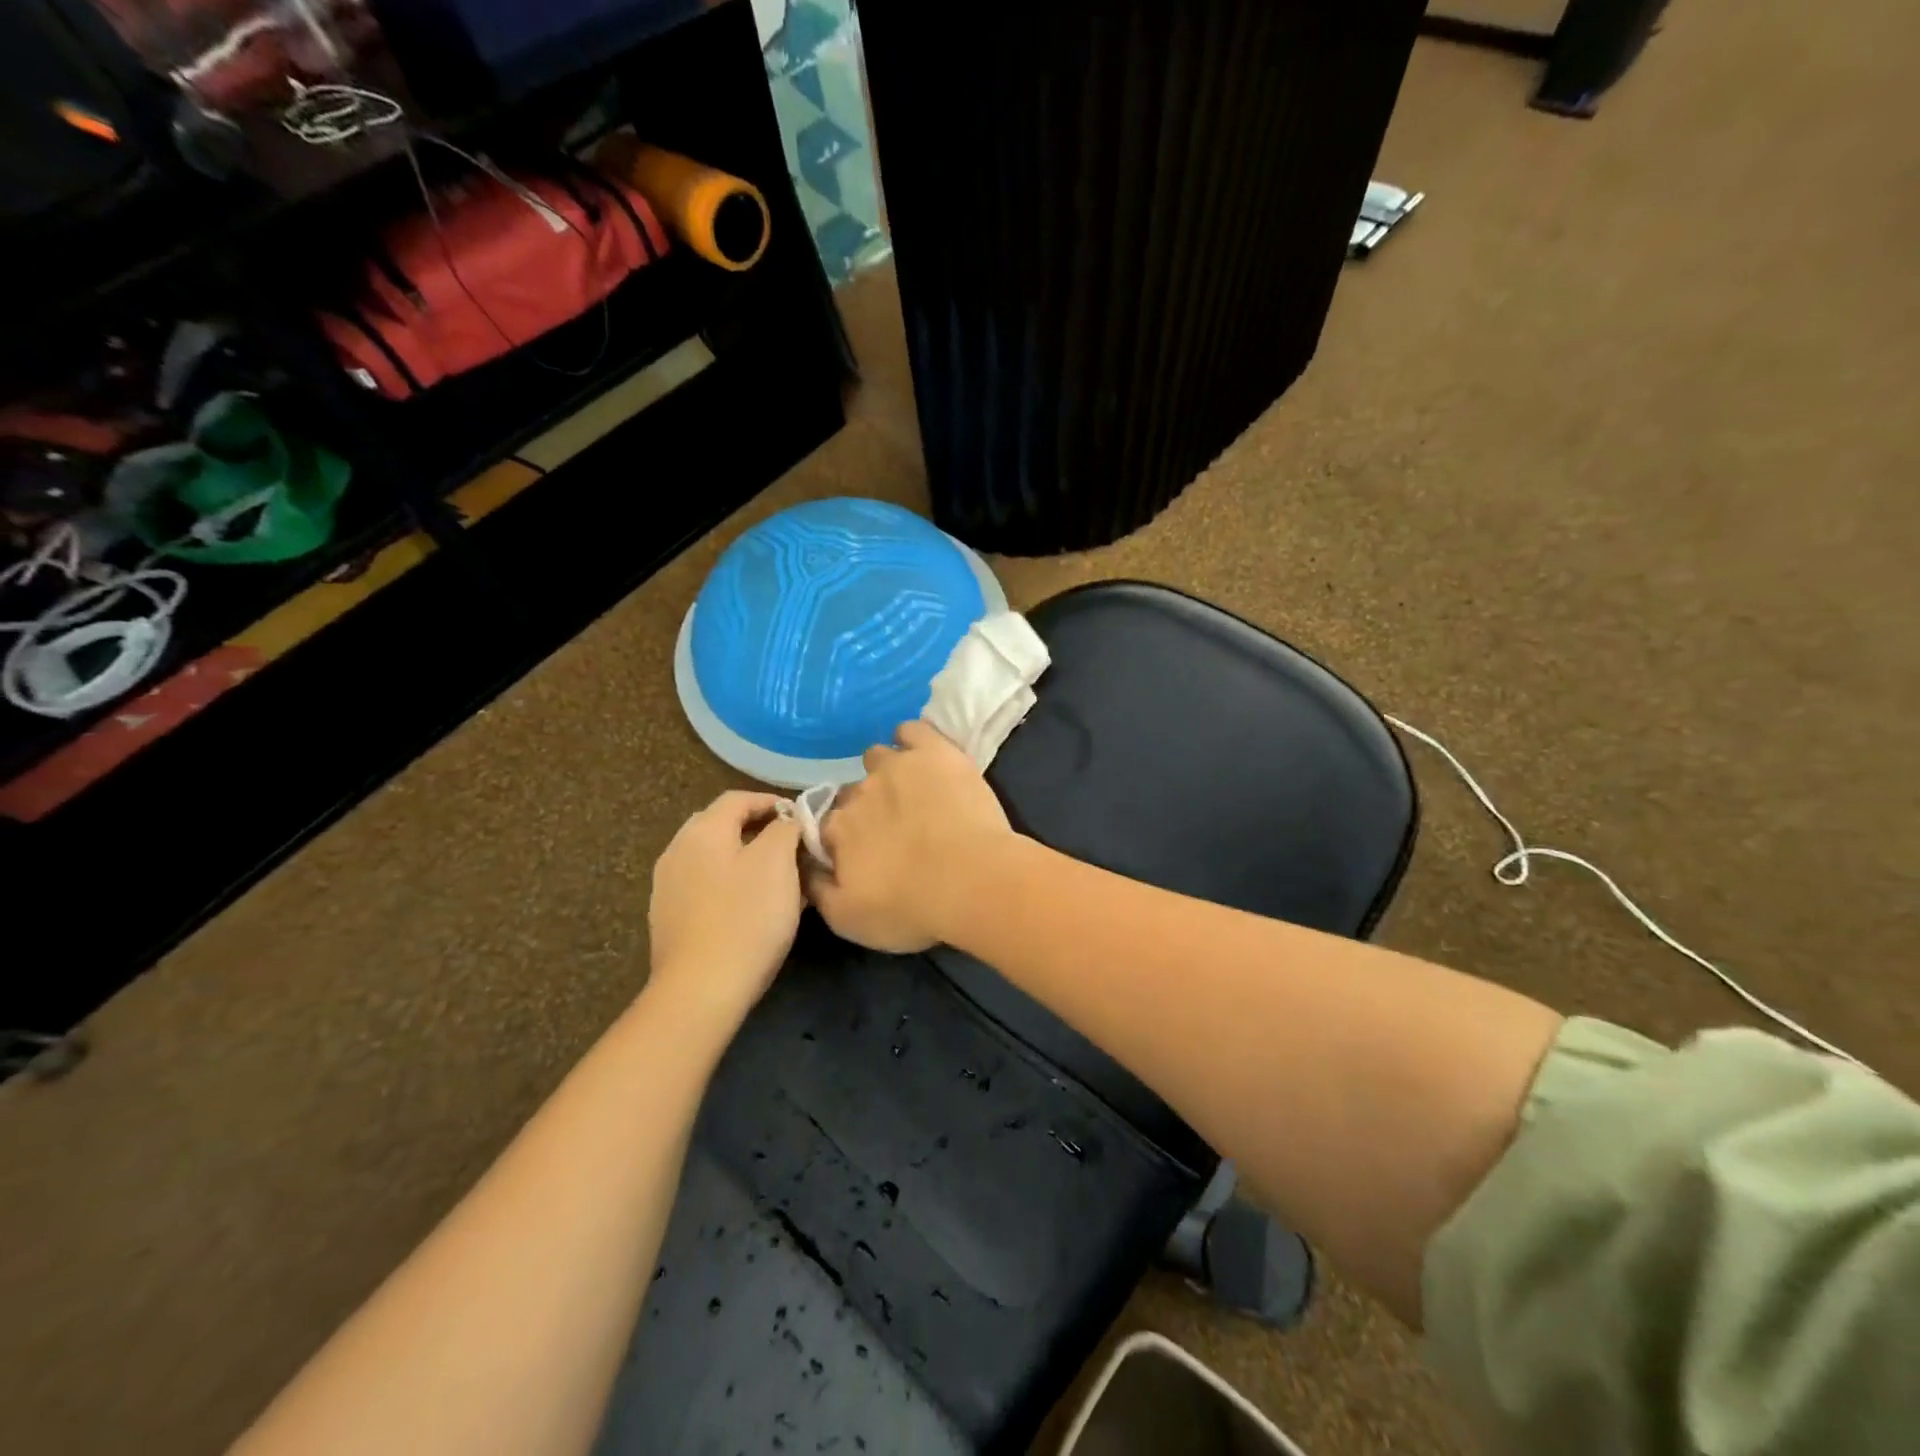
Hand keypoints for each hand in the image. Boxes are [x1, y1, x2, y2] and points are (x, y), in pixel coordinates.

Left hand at [647, 791, 804, 1029]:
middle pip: (721, 825)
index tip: (801, 818)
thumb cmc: (746, 918)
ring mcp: (668, 887)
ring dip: (745, 859)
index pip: (738, 798)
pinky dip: (731, 885)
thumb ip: (784, 829)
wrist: (700, 990)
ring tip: (777, 878)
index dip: (772, 802)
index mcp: (702, 831)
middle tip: (790, 845)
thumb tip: (786, 818)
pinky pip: (706, 886)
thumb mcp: (777, 862)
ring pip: (714, 858)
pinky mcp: (669, 918)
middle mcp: (677, 851)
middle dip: (758, 829)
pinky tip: (752, 908)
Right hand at [808, 720, 1014, 952]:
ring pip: (879, 757)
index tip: (862, 851)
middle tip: (894, 828)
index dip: (844, 838)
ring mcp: (896, 766)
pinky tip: (923, 752)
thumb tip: (804, 869)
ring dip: (887, 771)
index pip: (829, 824)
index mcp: (837, 829)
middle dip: (868, 807)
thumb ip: (818, 892)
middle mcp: (858, 792)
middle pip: (854, 792)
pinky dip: (913, 738)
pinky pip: (913, 730)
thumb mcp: (850, 921)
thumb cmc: (912, 908)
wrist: (973, 881)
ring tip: (911, 790)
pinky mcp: (934, 751)